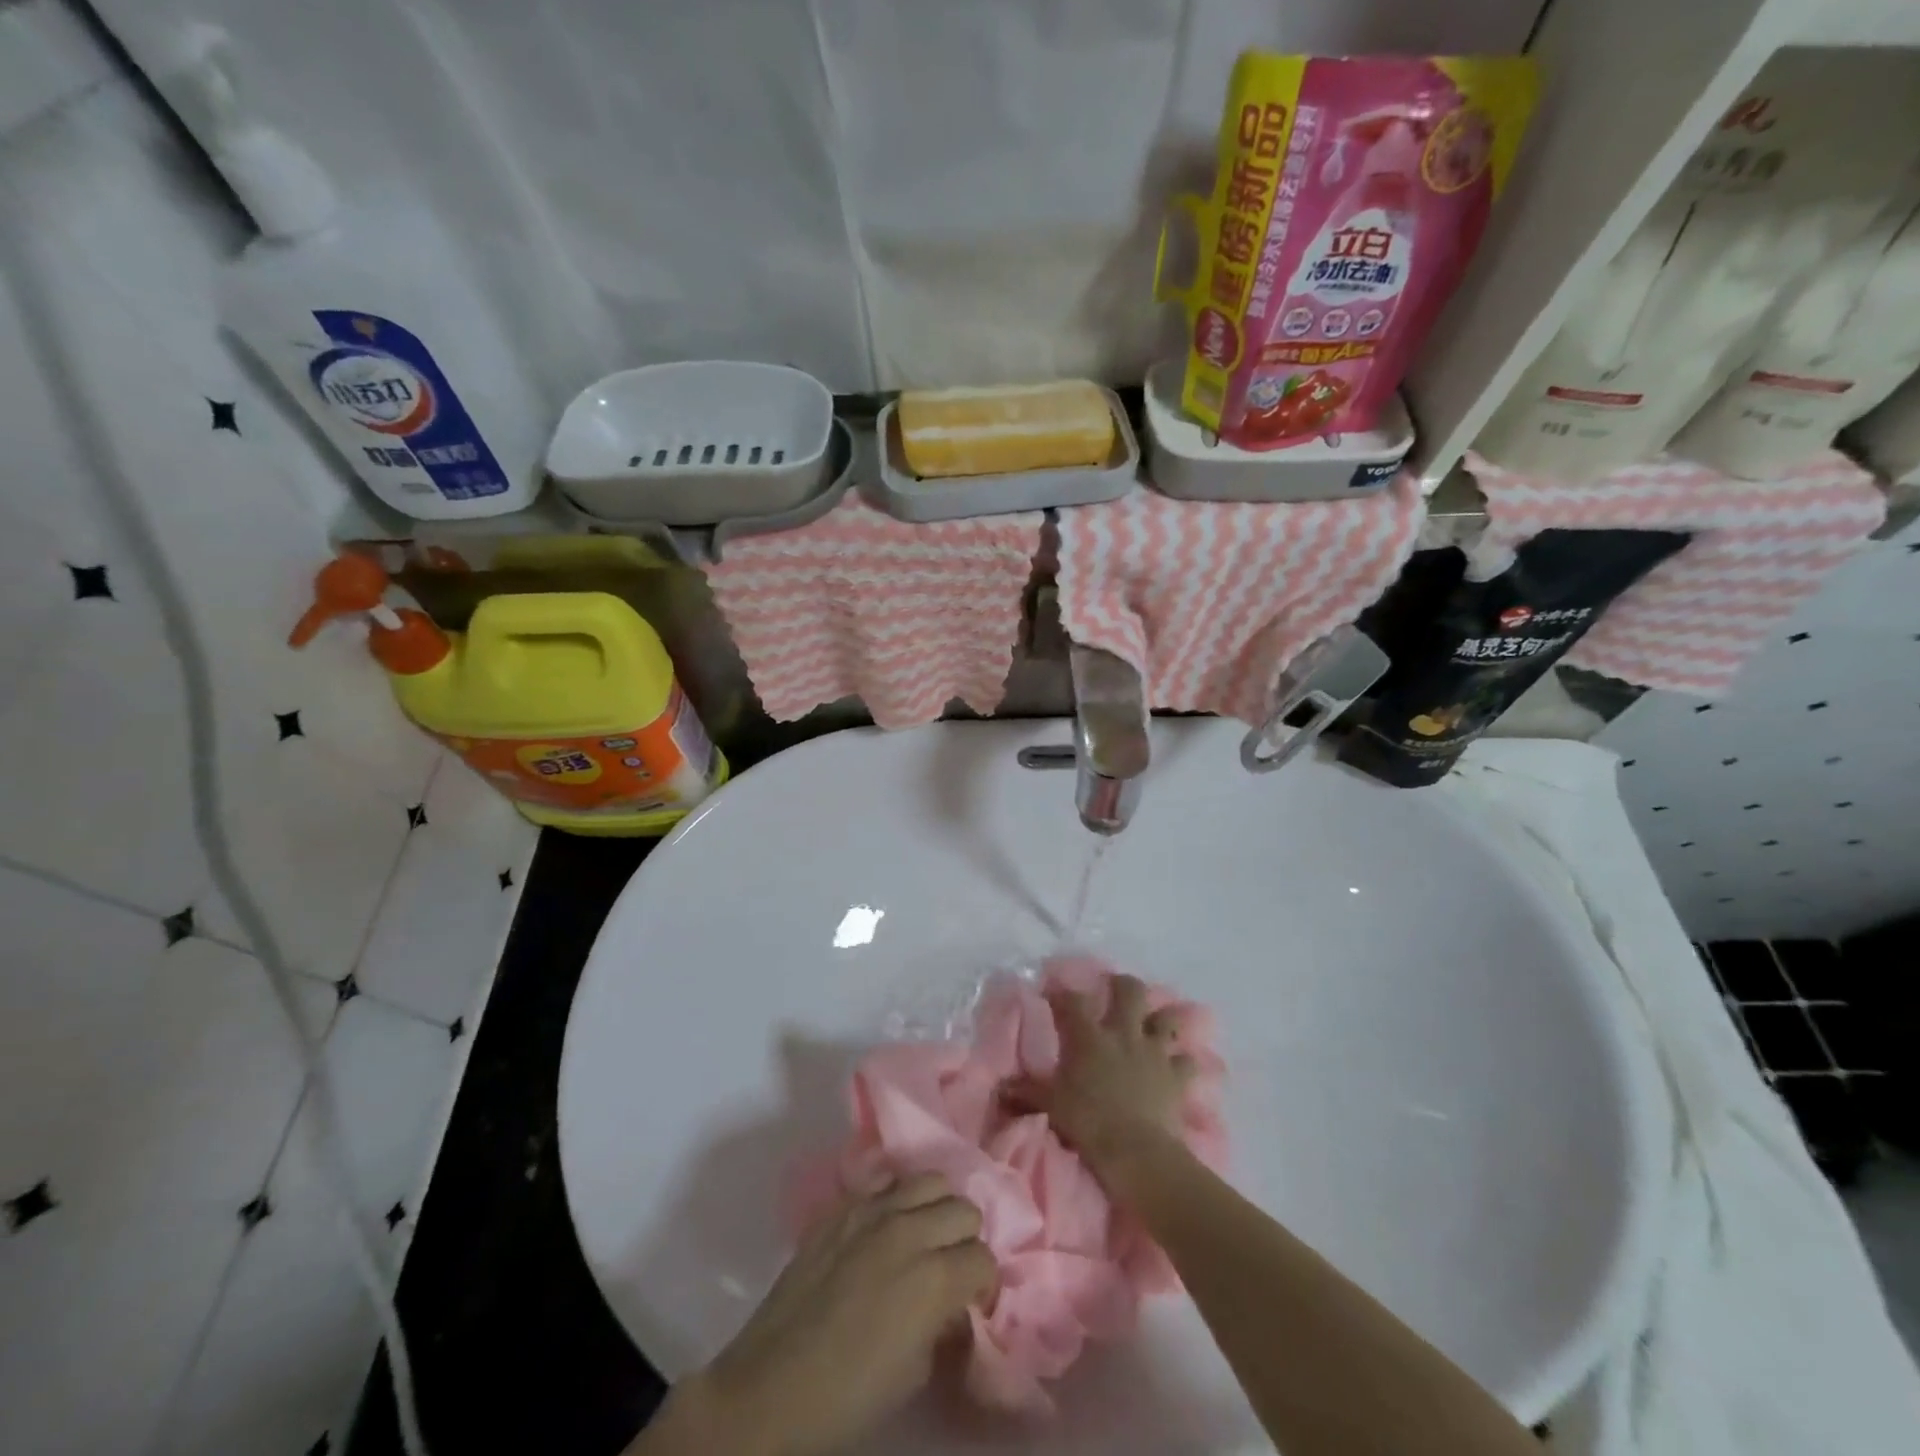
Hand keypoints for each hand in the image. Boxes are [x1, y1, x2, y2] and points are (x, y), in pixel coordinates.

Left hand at [656, 1174, 995, 1455]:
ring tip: (923, 1238)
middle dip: (964, 1239)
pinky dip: (897, 1200)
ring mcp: (872, 1211)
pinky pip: (886, 1183)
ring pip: (931, 1180)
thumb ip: (942, 1324)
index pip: (983, 1258)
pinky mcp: (843, 1207)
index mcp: (934, 1278)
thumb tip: (951, 1303)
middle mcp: (909, 1230)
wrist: (770, 1388)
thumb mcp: (914, 1372)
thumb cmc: (847, 1397)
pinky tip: (887, 1229)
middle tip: (949, 1268)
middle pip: (964, 1208)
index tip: (971, 1300)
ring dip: (936, 1209)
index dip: (982, 1284)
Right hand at [1017, 973, 1195, 1179]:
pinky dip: (1184, 1061)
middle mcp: (1123, 1033)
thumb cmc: (1088, 1122)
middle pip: (1129, 991)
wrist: (1136, 1152)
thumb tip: (1001, 1087)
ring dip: (1161, 1018)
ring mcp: (1154, 1052)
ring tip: (1154, 1022)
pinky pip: (1188, 1061)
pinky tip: (1179, 1065)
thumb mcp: (1050, 1105)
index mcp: (1089, 1035)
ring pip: (1166, 1018)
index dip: (1060, 993)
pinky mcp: (1178, 1077)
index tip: (1052, 992)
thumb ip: (1026, 1091)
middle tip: (1114, 989)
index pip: (1071, 1001)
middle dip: (1122, 985)